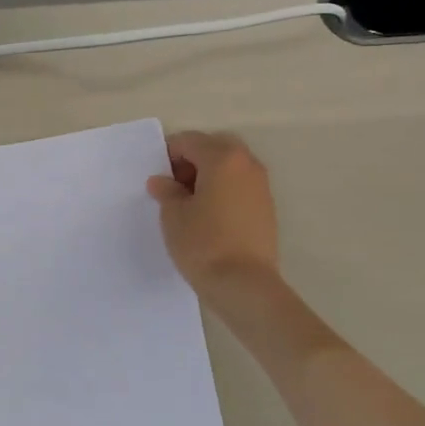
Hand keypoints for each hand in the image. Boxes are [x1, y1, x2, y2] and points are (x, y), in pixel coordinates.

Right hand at [146, 131, 279, 302]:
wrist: (245, 284)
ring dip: (209, 175)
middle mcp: (247, 163)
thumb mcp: (173, 216)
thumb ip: (166, 191)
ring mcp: (261, 185)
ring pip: (230, 166)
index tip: (157, 179)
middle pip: (214, 148)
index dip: (168, 156)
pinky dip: (224, 190)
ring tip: (191, 204)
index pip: (188, 141)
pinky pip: (240, 185)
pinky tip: (210, 217)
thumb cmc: (203, 244)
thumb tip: (162, 181)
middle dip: (192, 161)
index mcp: (222, 158)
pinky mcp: (267, 207)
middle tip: (175, 188)